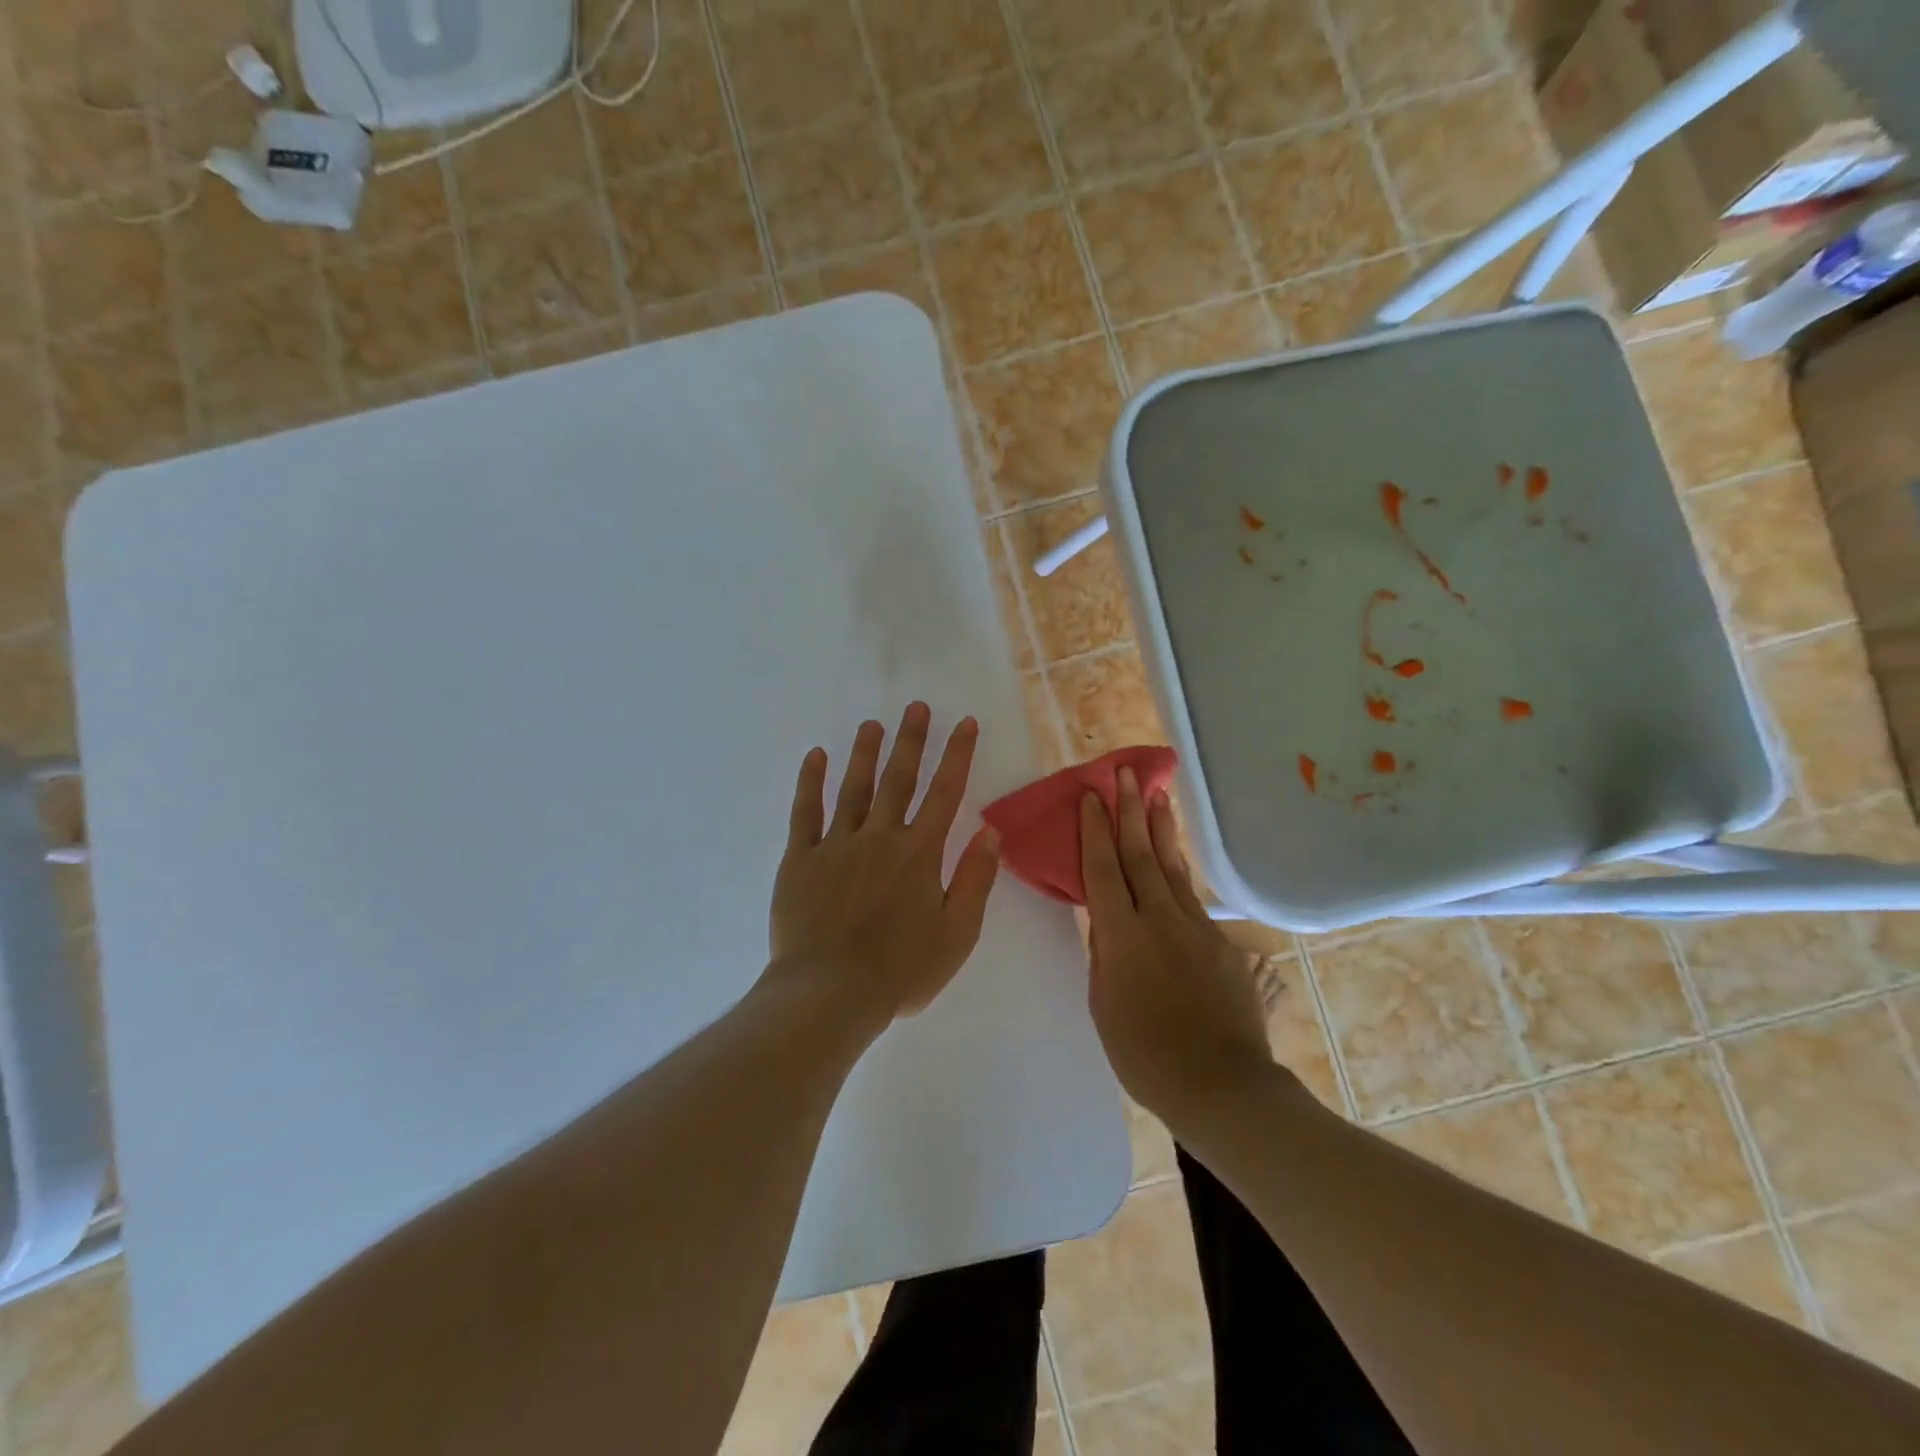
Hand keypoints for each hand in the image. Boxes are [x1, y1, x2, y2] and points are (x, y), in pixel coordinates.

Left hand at [768, 703, 1000, 1031]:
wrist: (829, 995)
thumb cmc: (900, 971)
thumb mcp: (957, 934)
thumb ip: (975, 879)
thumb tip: (990, 831)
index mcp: (919, 854)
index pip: (945, 793)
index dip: (957, 755)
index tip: (964, 722)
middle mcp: (880, 837)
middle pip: (898, 779)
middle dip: (911, 740)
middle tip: (916, 706)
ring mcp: (836, 844)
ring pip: (853, 787)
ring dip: (864, 752)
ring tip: (872, 724)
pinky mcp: (799, 859)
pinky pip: (805, 812)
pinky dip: (810, 782)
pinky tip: (816, 756)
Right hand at [1079, 770, 1272, 1125]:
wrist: (1221, 1085)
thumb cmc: (1144, 1054)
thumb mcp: (1104, 1005)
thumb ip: (1105, 956)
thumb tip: (1107, 924)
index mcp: (1122, 936)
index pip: (1103, 870)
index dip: (1094, 831)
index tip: (1090, 796)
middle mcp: (1159, 919)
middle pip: (1140, 854)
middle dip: (1130, 811)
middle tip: (1124, 774)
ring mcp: (1196, 928)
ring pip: (1172, 867)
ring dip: (1162, 829)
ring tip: (1158, 796)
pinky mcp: (1223, 943)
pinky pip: (1193, 897)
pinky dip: (1180, 871)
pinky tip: (1176, 861)